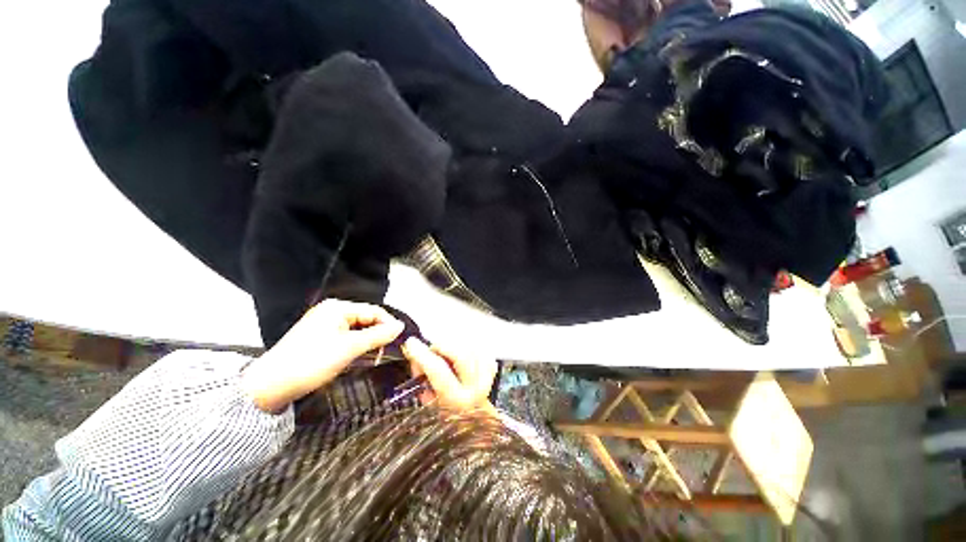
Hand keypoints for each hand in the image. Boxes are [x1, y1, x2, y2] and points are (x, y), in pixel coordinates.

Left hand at [242, 299, 403, 412]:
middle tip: (389, 349)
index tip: (400, 339)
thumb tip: (400, 326)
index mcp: (338, 308)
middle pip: (365, 319)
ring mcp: (324, 324)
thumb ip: (378, 335)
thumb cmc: (312, 362)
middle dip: (378, 333)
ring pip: (357, 329)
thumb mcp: (350, 348)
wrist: (270, 386)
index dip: (389, 324)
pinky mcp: (319, 337)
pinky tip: (360, 356)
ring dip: (368, 341)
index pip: (374, 310)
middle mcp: (331, 311)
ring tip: (376, 355)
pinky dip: (356, 345)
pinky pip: (346, 336)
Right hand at [402, 338, 497, 412]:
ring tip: (445, 355)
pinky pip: (479, 348)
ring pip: (470, 347)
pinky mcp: (492, 367)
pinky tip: (460, 356)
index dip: (423, 354)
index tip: (411, 343)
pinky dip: (467, 347)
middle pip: (460, 354)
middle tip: (432, 348)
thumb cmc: (447, 412)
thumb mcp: (428, 401)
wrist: (476, 421)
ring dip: (453, 346)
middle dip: (442, 345)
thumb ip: (422, 378)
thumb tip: (415, 354)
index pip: (438, 370)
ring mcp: (487, 376)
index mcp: (456, 400)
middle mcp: (475, 387)